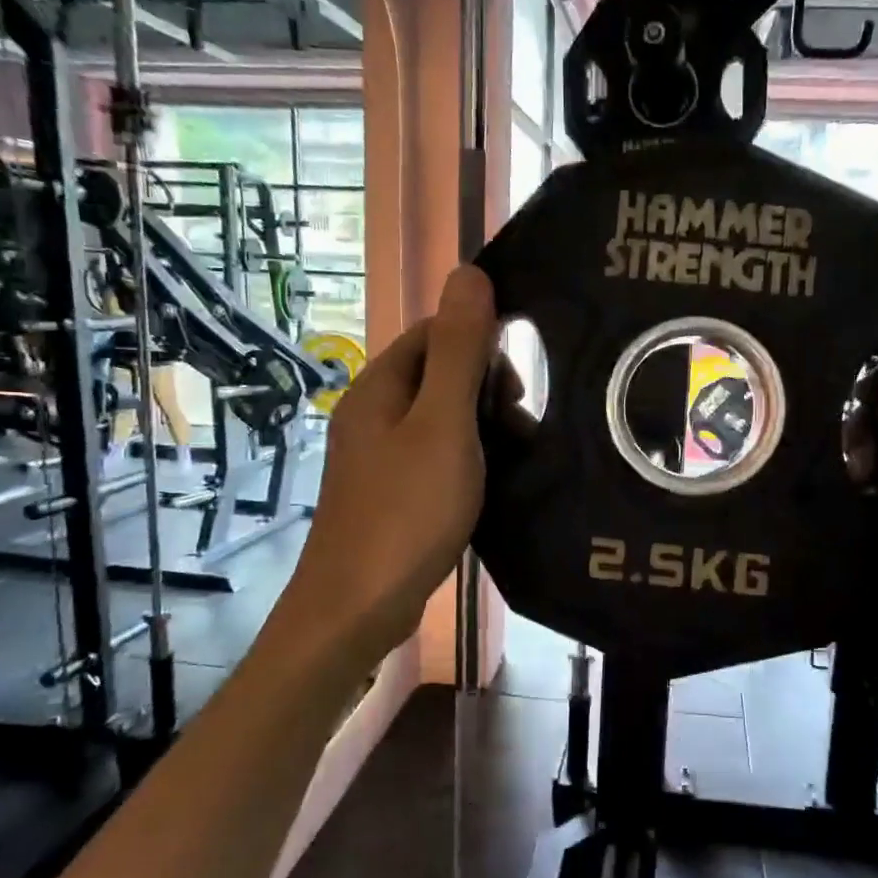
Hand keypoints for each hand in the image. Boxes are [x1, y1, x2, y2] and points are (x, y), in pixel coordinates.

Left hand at [291, 267, 497, 647]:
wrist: (357, 606)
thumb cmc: (406, 511)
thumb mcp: (443, 424)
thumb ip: (458, 349)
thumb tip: (468, 271)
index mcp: (380, 386)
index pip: (435, 332)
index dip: (482, 344)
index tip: (516, 388)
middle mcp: (373, 412)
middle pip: (438, 373)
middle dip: (486, 389)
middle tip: (519, 429)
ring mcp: (377, 455)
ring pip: (440, 418)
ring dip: (481, 427)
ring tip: (515, 459)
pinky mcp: (388, 492)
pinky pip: (434, 455)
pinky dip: (466, 459)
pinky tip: (490, 484)